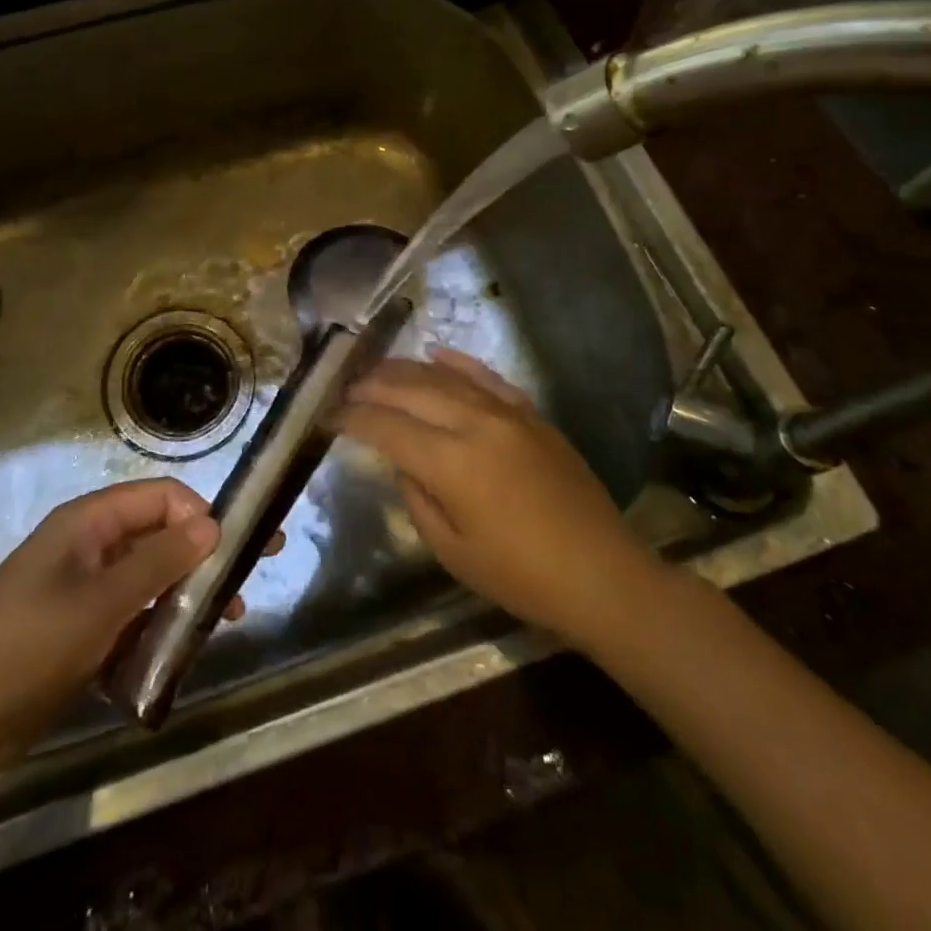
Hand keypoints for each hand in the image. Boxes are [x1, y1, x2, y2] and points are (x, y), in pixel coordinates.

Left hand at [0, 480, 227, 766]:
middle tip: (245, 588)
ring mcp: (84, 591)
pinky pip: (132, 617)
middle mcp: (90, 546)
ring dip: (185, 597)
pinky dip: (157, 629)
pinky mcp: (80, 633)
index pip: (161, 497)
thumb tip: (213, 524)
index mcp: (89, 521)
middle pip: (159, 536)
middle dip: (202, 558)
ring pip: (149, 580)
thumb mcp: (100, 602)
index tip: (239, 549)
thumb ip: (159, 561)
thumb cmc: (26, 645)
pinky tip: (179, 654)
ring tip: (222, 626)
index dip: (202, 515)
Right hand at [337, 349, 654, 644]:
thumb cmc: (521, 576)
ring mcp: (507, 413)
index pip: (387, 427)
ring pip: (445, 378)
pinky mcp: (531, 415)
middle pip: (411, 390)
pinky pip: (488, 378)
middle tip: (345, 383)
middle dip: (372, 385)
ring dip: (406, 369)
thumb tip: (405, 460)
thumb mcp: (452, 551)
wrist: (603, 575)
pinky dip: (459, 364)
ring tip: (377, 367)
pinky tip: (437, 354)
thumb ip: (418, 497)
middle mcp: (475, 424)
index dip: (352, 418)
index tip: (327, 413)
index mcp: (451, 462)